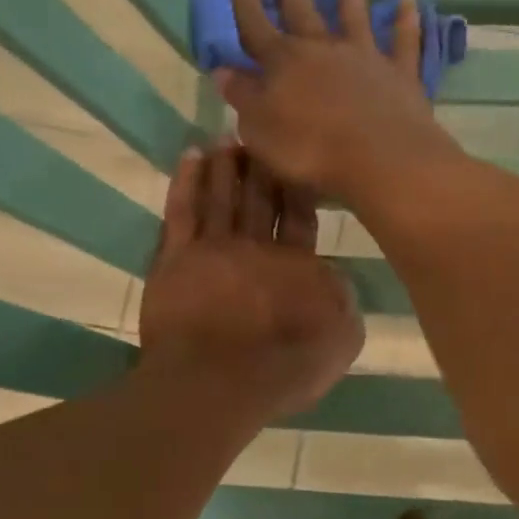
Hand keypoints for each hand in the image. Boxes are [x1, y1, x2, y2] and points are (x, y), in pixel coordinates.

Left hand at [139, 140, 364, 421]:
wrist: (222, 381)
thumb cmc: (285, 367)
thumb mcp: (342, 339)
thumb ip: (343, 301)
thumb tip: (334, 277)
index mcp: (297, 264)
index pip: (299, 218)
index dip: (299, 191)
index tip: (298, 165)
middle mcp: (256, 247)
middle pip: (259, 199)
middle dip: (262, 168)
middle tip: (261, 137)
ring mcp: (213, 248)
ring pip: (221, 195)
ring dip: (227, 165)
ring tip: (228, 138)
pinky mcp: (175, 258)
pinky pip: (181, 209)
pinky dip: (187, 180)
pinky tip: (191, 156)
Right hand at [215, 0, 463, 205]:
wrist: (379, 157)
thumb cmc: (311, 150)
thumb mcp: (260, 130)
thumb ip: (243, 99)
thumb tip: (223, 72)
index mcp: (283, 63)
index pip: (255, 27)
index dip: (243, 4)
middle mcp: (323, 49)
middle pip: (302, 10)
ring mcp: (364, 57)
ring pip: (355, 15)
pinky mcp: (399, 73)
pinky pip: (404, 41)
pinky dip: (406, 21)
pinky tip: (409, 2)